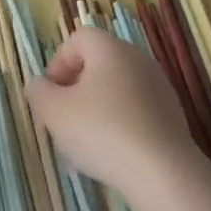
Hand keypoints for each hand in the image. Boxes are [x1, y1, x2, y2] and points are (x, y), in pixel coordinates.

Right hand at [25, 27, 196, 195]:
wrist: (161, 172)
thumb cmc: (101, 131)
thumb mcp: (54, 112)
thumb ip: (39, 92)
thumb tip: (39, 84)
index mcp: (111, 50)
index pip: (79, 38)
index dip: (58, 61)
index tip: (50, 92)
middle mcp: (139, 61)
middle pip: (99, 63)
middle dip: (75, 88)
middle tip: (62, 117)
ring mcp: (159, 88)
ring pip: (116, 90)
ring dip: (95, 109)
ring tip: (83, 143)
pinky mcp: (171, 116)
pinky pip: (134, 112)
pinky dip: (118, 125)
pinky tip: (109, 154)